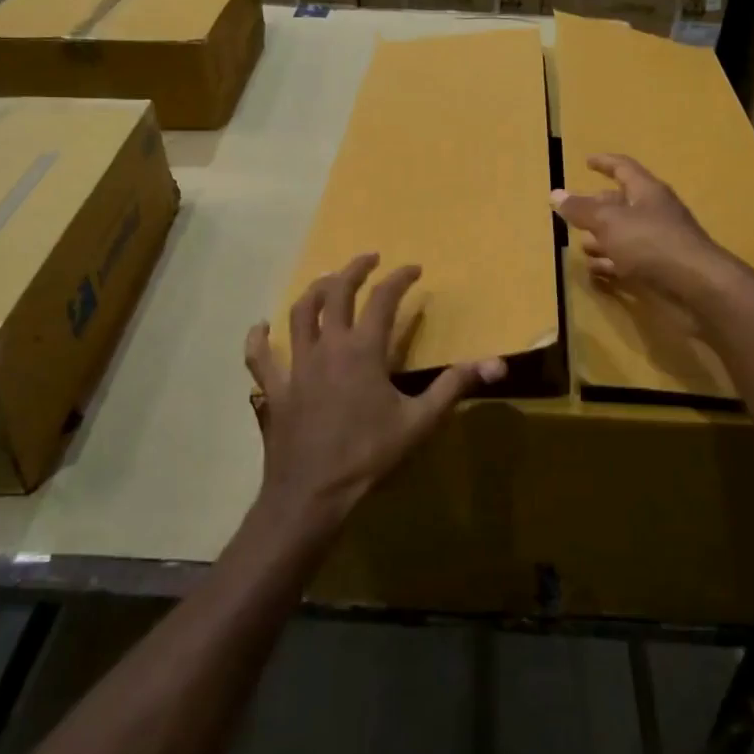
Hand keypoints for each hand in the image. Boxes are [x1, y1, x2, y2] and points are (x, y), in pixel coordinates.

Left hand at [244, 253, 505, 529]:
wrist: (313, 494)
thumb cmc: (369, 456)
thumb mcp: (419, 422)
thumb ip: (454, 386)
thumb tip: (495, 363)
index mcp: (363, 351)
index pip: (383, 300)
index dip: (399, 279)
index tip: (414, 269)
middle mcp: (328, 347)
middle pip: (336, 293)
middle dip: (354, 270)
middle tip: (369, 259)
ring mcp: (297, 365)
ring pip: (300, 314)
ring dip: (314, 291)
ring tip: (327, 281)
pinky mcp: (275, 389)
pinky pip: (260, 357)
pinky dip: (259, 339)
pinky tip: (260, 327)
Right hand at [551, 154, 729, 302]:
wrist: (697, 287)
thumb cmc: (651, 243)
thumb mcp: (609, 222)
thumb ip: (582, 210)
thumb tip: (555, 194)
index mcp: (646, 191)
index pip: (623, 168)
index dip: (605, 163)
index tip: (587, 161)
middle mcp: (654, 212)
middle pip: (622, 203)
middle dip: (598, 207)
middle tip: (574, 213)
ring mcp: (659, 242)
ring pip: (624, 234)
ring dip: (602, 239)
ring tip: (580, 246)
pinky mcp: (661, 269)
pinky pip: (630, 261)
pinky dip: (611, 264)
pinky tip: (595, 271)